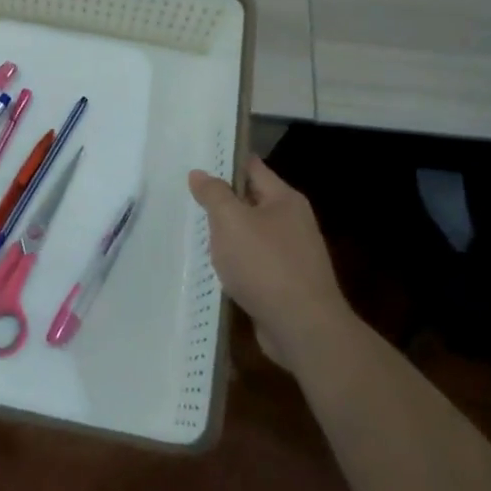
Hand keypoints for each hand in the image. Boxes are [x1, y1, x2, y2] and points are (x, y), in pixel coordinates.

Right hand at [188, 155, 348, 367]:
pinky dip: (237, 265)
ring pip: (251, 235)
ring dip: (228, 237)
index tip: (197, 162)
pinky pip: (255, 264)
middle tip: (187, 199)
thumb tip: (200, 173)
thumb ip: (214, 194)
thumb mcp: (231, 221)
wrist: (303, 328)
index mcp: (285, 199)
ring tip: (195, 236)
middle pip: (251, 201)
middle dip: (223, 202)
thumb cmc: (266, 265)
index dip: (225, 162)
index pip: (252, 168)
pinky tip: (217, 271)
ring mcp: (292, 255)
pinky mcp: (286, 284)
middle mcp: (293, 222)